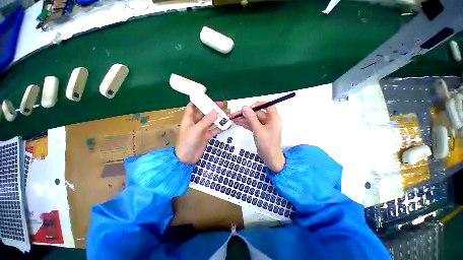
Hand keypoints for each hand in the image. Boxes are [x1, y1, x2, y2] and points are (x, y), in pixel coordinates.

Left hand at [175, 102, 226, 163]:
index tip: (208, 97)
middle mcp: (196, 122)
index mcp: (189, 118)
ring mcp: (202, 129)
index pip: (193, 106)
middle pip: (204, 112)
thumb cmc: (188, 142)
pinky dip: (220, 127)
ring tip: (227, 113)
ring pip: (211, 121)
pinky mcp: (206, 136)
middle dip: (212, 108)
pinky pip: (214, 130)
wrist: (187, 159)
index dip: (199, 100)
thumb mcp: (196, 130)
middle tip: (223, 105)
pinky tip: (227, 125)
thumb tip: (216, 110)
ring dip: (218, 117)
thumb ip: (206, 120)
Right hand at [231, 102, 284, 171]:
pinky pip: (253, 125)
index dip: (259, 104)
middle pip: (257, 113)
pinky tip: (238, 123)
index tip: (249, 107)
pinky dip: (246, 124)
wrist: (270, 158)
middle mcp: (270, 121)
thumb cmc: (267, 144)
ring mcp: (264, 126)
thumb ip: (251, 118)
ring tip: (233, 119)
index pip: (268, 105)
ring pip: (254, 120)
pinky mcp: (260, 131)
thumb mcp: (258, 130)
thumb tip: (244, 107)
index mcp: (273, 118)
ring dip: (244, 119)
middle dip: (246, 114)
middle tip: (235, 114)